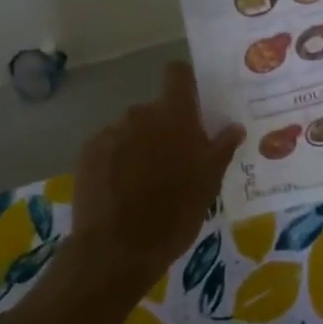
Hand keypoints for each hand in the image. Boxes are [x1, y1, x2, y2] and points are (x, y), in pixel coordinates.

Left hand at [71, 61, 243, 291]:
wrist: (117, 249)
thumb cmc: (174, 215)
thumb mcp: (208, 185)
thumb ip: (221, 149)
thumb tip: (234, 127)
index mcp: (174, 116)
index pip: (177, 74)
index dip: (185, 83)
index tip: (192, 104)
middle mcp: (140, 114)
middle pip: (155, 110)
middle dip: (164, 129)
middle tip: (174, 162)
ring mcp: (110, 132)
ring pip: (131, 130)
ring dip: (140, 146)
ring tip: (144, 183)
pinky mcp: (88, 152)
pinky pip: (109, 146)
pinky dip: (116, 160)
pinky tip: (120, 190)